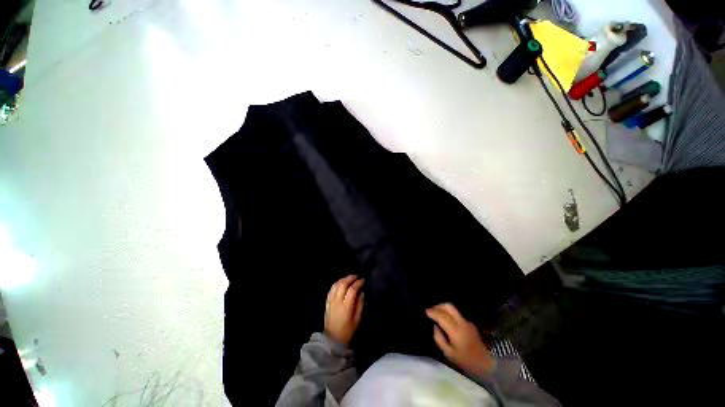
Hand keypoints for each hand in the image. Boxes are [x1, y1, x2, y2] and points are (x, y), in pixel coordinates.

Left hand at [324, 275, 364, 345]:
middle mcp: (337, 302)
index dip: (358, 283)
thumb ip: (360, 304)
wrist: (333, 339)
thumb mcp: (357, 319)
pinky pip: (331, 289)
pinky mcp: (327, 302)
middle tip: (356, 276)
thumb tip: (362, 292)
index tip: (362, 280)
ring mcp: (331, 301)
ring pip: (336, 285)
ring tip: (349, 278)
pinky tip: (341, 283)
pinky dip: (337, 283)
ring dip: (343, 279)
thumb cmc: (348, 330)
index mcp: (346, 307)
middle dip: (350, 278)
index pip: (352, 290)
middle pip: (343, 285)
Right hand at [426, 303, 493, 375]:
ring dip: (443, 308)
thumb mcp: (448, 354)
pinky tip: (446, 321)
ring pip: (453, 309)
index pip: (442, 316)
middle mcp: (462, 323)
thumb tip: (435, 326)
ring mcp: (467, 322)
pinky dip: (449, 313)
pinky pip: (457, 314)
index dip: (432, 312)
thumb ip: (439, 338)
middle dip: (438, 306)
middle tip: (431, 310)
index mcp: (456, 331)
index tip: (425, 311)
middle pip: (449, 306)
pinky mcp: (470, 324)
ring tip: (437, 314)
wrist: (486, 365)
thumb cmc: (466, 361)